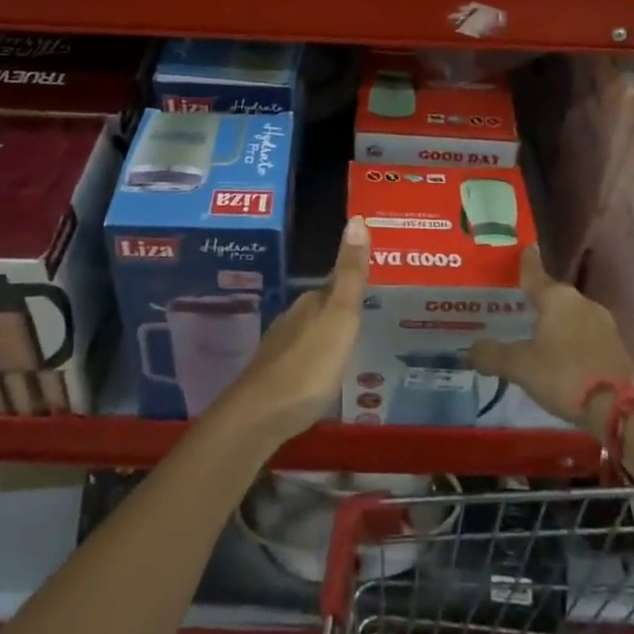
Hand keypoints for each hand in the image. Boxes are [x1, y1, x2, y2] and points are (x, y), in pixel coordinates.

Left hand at [220, 216, 369, 444]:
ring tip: (350, 350)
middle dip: (340, 312)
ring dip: (327, 338)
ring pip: (309, 334)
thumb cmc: (309, 364)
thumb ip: (350, 274)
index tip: (373, 288)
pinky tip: (323, 377)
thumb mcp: (340, 316)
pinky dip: (315, 362)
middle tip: (368, 321)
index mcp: (312, 302)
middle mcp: (293, 318)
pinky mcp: (273, 378)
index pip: (336, 284)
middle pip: (321, 309)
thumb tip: (357, 219)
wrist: (260, 415)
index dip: (353, 285)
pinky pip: (301, 360)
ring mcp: (280, 348)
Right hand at [471, 245, 633, 435]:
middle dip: (536, 301)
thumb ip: (492, 355)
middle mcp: (580, 301)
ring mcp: (602, 321)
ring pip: (570, 314)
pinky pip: (585, 333)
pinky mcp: (615, 344)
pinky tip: (562, 355)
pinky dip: (572, 338)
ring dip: (556, 322)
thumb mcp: (520, 367)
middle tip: (517, 307)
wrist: (618, 409)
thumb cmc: (563, 375)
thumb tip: (470, 349)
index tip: (524, 248)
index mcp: (556, 297)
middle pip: (552, 295)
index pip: (534, 272)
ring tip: (537, 335)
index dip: (526, 262)